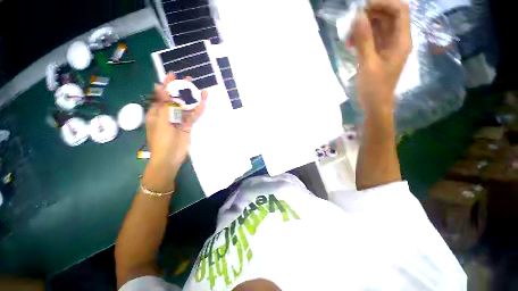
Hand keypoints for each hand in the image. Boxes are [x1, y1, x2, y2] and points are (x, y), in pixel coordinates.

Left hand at [145, 72, 207, 170]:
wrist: (170, 158)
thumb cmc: (162, 140)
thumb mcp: (161, 120)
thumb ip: (164, 104)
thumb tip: (160, 86)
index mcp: (157, 112)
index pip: (161, 95)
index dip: (167, 84)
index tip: (173, 75)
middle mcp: (167, 114)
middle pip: (175, 99)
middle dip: (182, 89)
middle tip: (189, 80)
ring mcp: (178, 120)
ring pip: (186, 107)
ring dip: (192, 99)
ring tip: (200, 89)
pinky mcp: (187, 126)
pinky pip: (193, 116)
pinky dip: (198, 109)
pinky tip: (204, 102)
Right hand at [348, 0, 411, 113]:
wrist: (375, 105)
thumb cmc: (374, 88)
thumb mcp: (368, 64)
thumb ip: (364, 40)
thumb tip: (357, 17)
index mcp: (401, 40)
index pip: (399, 10)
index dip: (383, 3)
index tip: (363, 8)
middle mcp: (397, 40)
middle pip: (388, 16)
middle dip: (370, 15)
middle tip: (351, 24)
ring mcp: (388, 46)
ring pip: (378, 27)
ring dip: (363, 27)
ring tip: (348, 37)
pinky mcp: (379, 53)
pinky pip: (372, 38)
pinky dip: (361, 37)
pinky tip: (351, 44)